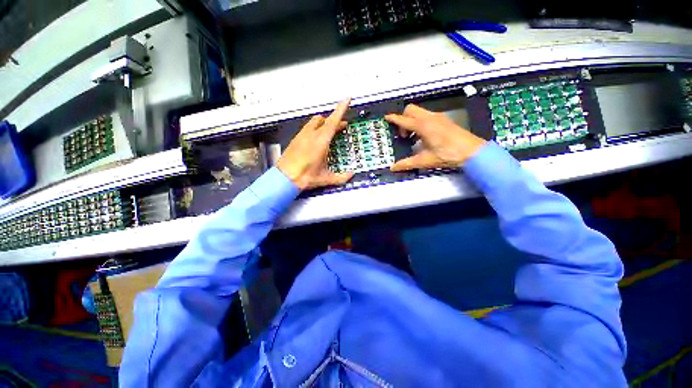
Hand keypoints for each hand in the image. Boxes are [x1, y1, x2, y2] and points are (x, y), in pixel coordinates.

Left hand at [276, 99, 354, 189]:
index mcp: (321, 141)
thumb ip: (341, 177)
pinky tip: (316, 139)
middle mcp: (311, 134)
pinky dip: (315, 128)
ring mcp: (302, 135)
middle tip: (342, 125)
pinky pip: (307, 128)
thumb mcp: (325, 178)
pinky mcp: (295, 139)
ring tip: (329, 131)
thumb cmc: (305, 177)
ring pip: (314, 122)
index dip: (341, 109)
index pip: (333, 121)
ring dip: (324, 123)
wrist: (284, 179)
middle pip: (324, 119)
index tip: (347, 99)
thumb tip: (351, 175)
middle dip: (334, 120)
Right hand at [385, 104, 486, 170]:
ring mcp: (438, 117)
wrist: (471, 151)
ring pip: (419, 112)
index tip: (386, 118)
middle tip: (403, 135)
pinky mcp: (444, 120)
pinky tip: (423, 137)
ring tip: (412, 138)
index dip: (393, 119)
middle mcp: (429, 118)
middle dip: (403, 119)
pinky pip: (427, 116)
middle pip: (410, 110)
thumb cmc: (447, 155)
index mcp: (423, 126)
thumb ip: (407, 163)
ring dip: (412, 121)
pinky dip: (420, 122)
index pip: (403, 120)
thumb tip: (393, 168)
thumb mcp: (424, 161)